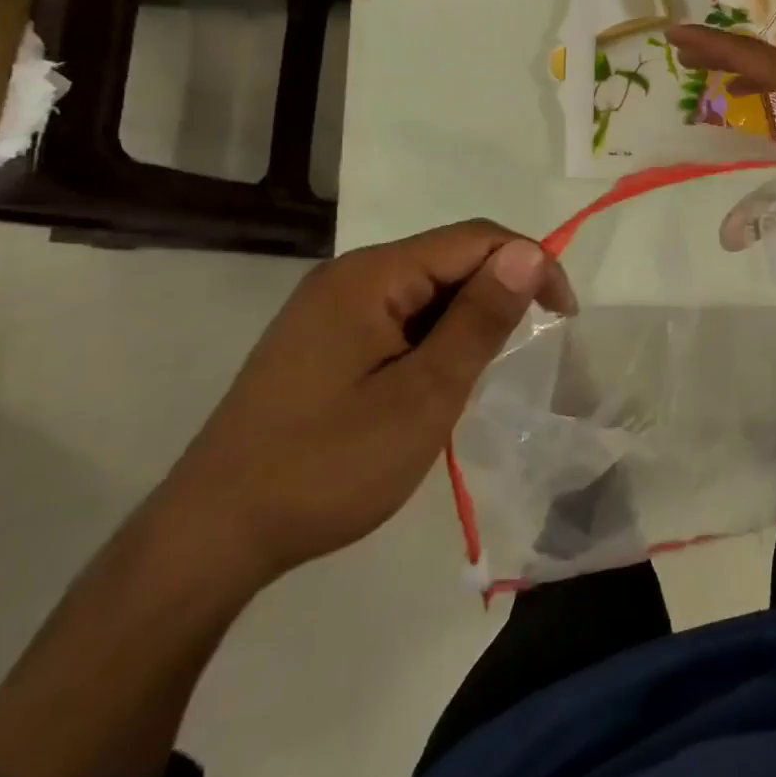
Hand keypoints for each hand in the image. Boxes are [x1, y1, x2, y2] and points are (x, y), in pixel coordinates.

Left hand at [156, 221, 574, 589]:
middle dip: (498, 293)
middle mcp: (350, 275)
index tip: (563, 316)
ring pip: (426, 289)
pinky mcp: (323, 337)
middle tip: (520, 355)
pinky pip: (398, 315)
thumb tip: (530, 253)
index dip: (530, 264)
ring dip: (465, 319)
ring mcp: (331, 306)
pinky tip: (432, 381)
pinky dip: (433, 338)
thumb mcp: (422, 396)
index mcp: (372, 275)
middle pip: (449, 258)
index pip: (475, 239)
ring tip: (475, 376)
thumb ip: (480, 320)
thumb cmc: (327, 466)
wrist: (212, 537)